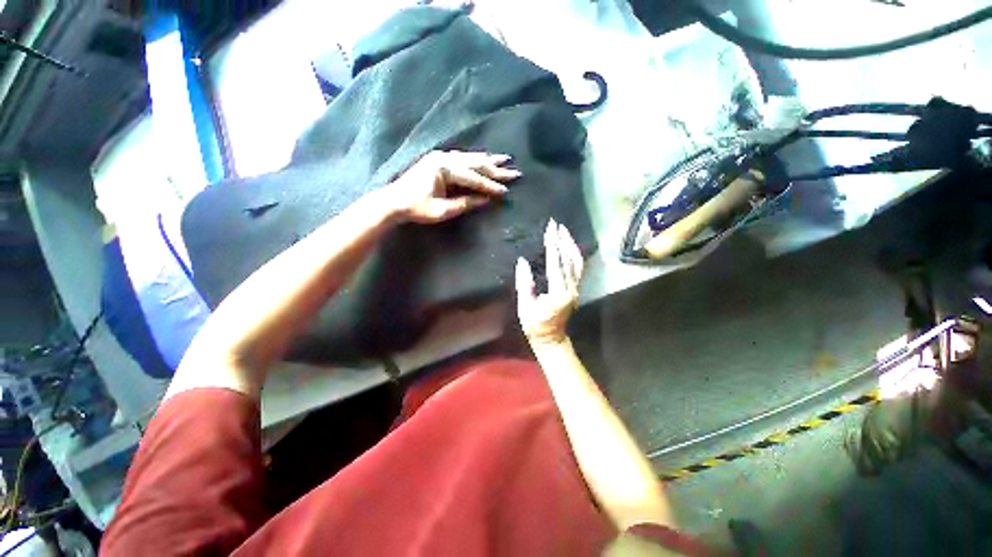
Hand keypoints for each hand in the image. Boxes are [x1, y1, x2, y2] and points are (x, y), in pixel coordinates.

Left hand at [385, 150, 520, 223]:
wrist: (394, 201)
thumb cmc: (417, 208)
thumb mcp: (443, 210)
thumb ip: (465, 203)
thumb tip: (485, 200)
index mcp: (444, 168)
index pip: (474, 178)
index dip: (491, 185)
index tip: (506, 191)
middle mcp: (444, 158)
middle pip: (475, 163)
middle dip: (496, 168)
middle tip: (514, 171)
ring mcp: (440, 157)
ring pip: (470, 157)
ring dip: (488, 160)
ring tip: (505, 159)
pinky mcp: (438, 160)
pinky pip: (462, 158)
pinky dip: (475, 159)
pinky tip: (483, 158)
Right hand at [515, 219, 584, 348]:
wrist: (551, 339)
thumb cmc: (535, 325)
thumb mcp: (525, 306)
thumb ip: (524, 283)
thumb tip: (522, 262)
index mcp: (557, 294)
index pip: (555, 264)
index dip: (552, 245)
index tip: (549, 230)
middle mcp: (571, 289)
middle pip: (568, 259)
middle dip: (562, 240)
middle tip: (555, 224)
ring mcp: (576, 289)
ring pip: (577, 262)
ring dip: (571, 244)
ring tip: (564, 230)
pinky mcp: (576, 289)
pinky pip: (578, 269)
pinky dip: (574, 254)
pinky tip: (569, 245)